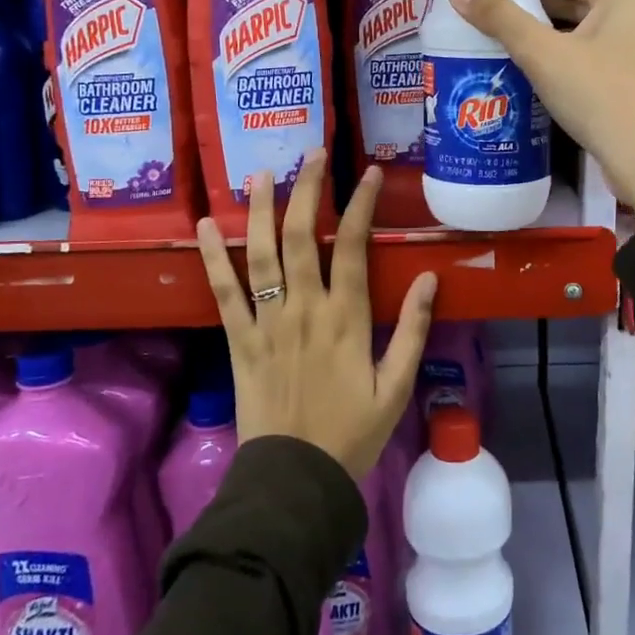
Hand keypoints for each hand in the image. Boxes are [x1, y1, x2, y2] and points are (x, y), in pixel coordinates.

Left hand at [194, 150, 437, 479]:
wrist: (294, 479)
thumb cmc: (352, 434)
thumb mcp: (396, 388)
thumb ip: (414, 331)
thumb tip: (430, 278)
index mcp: (347, 320)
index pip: (356, 248)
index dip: (362, 205)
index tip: (368, 173)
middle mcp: (304, 310)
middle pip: (305, 237)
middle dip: (309, 190)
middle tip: (313, 154)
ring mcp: (267, 323)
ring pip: (261, 255)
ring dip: (262, 210)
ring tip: (262, 172)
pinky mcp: (238, 341)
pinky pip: (222, 293)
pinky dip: (212, 258)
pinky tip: (205, 226)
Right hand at [450, 0, 634, 220]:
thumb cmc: (599, 95)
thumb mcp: (543, 55)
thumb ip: (501, 18)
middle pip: (572, 0)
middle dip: (529, 11)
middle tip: (482, 19)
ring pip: (581, 31)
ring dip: (544, 38)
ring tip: (497, 44)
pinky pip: (593, 56)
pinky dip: (564, 59)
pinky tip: (532, 73)